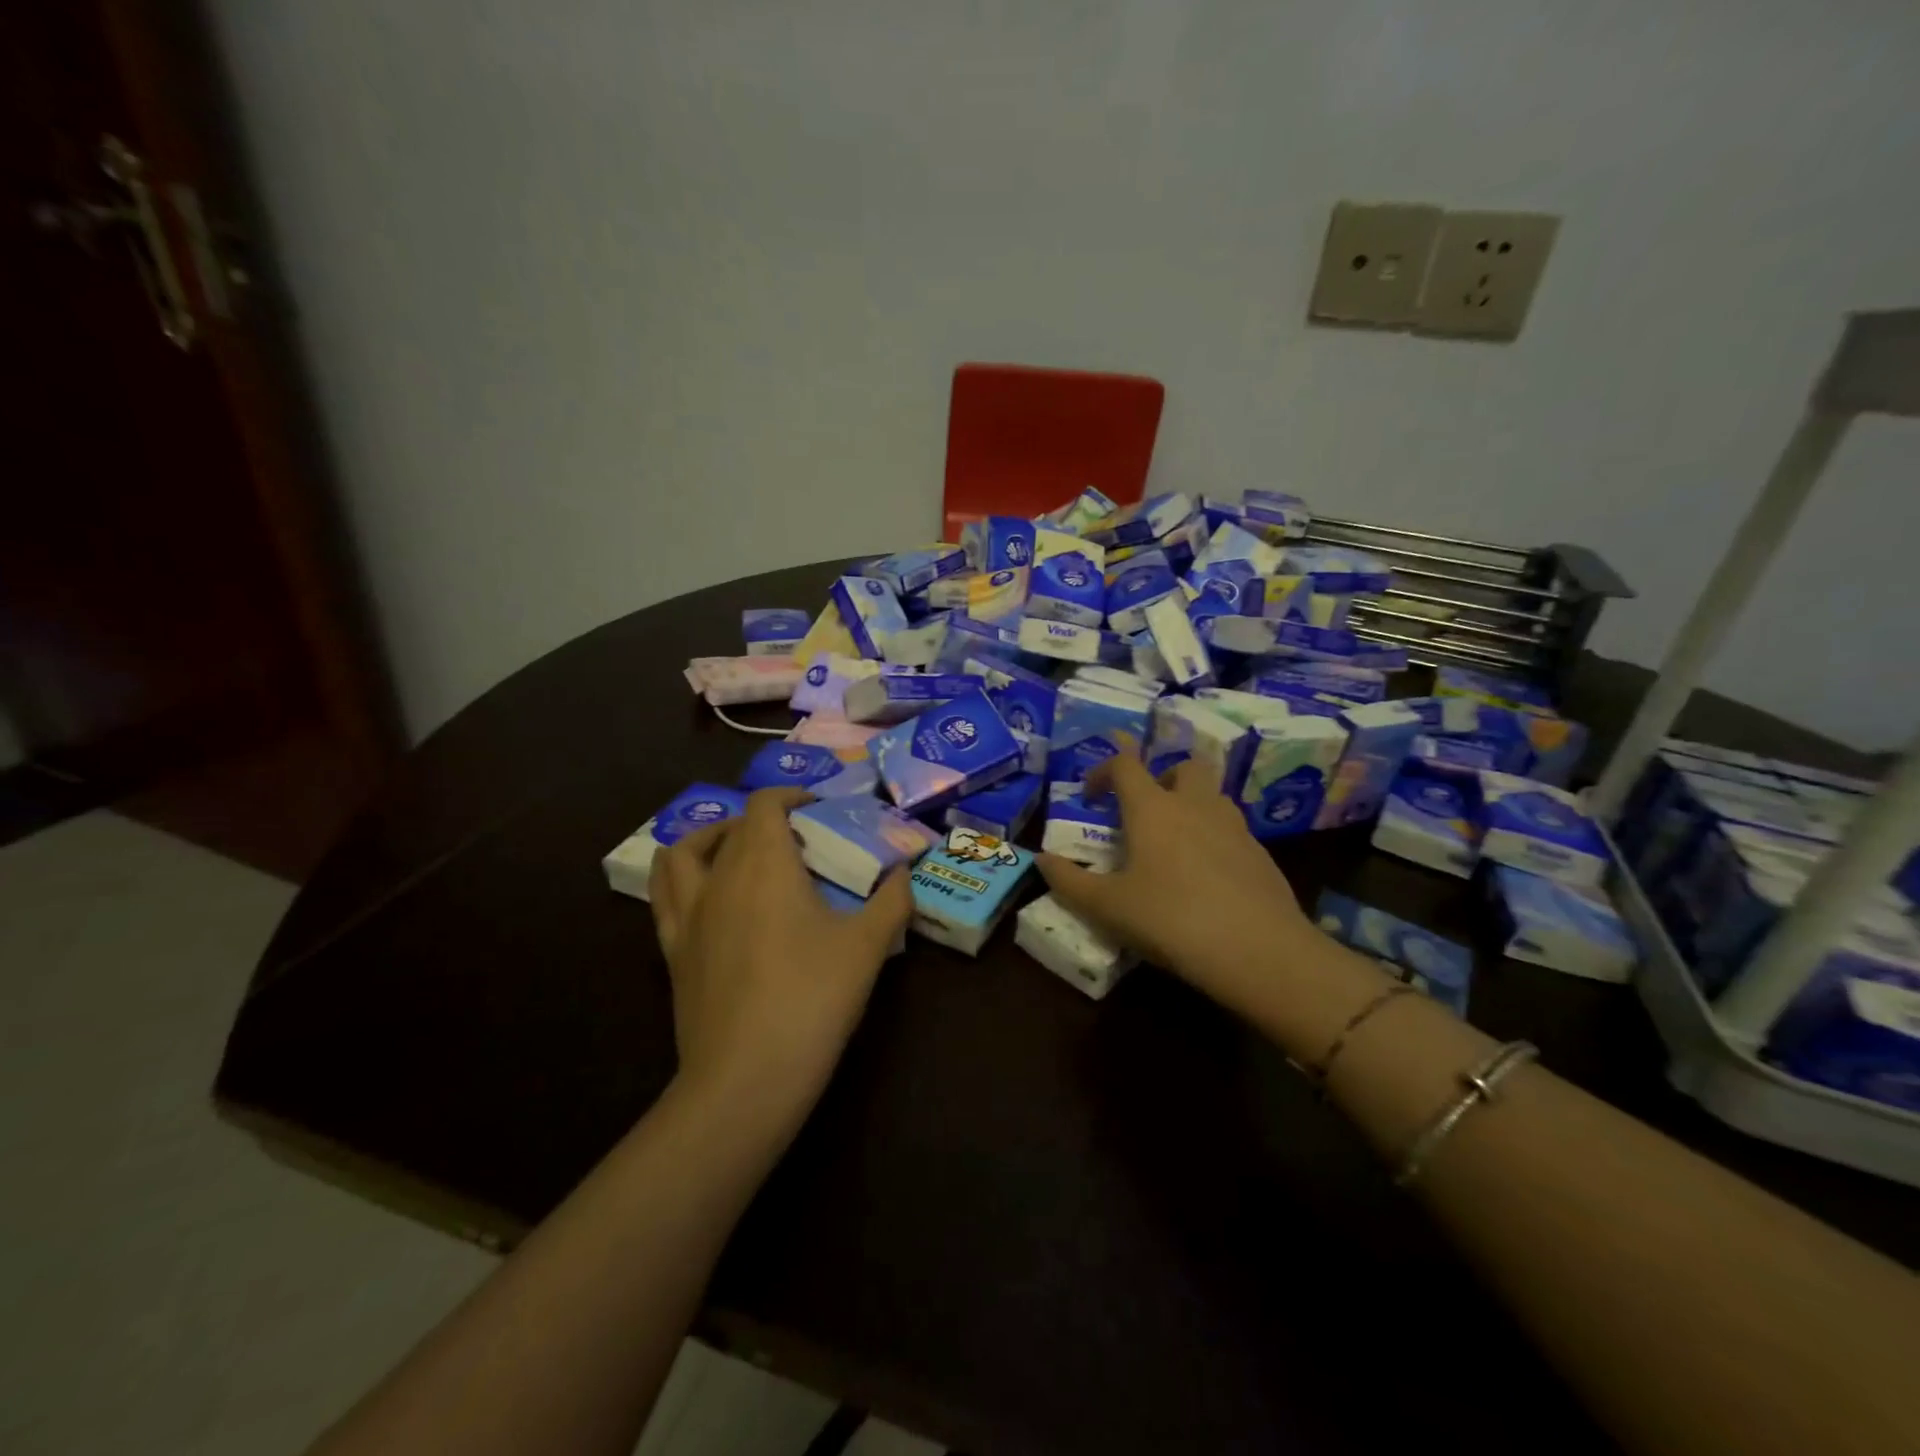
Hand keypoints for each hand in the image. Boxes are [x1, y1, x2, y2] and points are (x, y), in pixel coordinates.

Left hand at [650, 788, 910, 1119]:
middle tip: (798, 842)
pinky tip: (707, 898)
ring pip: (682, 853)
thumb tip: (904, 872)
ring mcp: (688, 915)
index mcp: (765, 865)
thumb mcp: (868, 946)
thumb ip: (892, 900)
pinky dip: (681, 880)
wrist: (747, 1077)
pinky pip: (663, 897)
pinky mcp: (671, 951)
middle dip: (765, 821)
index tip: (818, 809)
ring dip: (710, 840)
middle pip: (732, 826)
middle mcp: (719, 877)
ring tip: (737, 854)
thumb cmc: (813, 999)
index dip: (791, 796)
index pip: (765, 804)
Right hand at [1037, 756, 1313, 1008]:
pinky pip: (1232, 830)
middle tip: (1145, 811)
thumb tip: (1041, 860)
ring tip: (1174, 846)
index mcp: (1153, 808)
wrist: (1258, 951)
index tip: (1091, 796)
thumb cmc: (1170, 919)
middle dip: (1161, 778)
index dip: (1103, 770)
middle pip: (1183, 767)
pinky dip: (1213, 839)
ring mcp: (1234, 827)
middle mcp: (1196, 805)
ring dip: (1190, 806)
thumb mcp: (1107, 907)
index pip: (1126, 764)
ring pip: (1212, 797)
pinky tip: (1206, 879)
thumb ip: (1069, 881)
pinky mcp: (1261, 855)